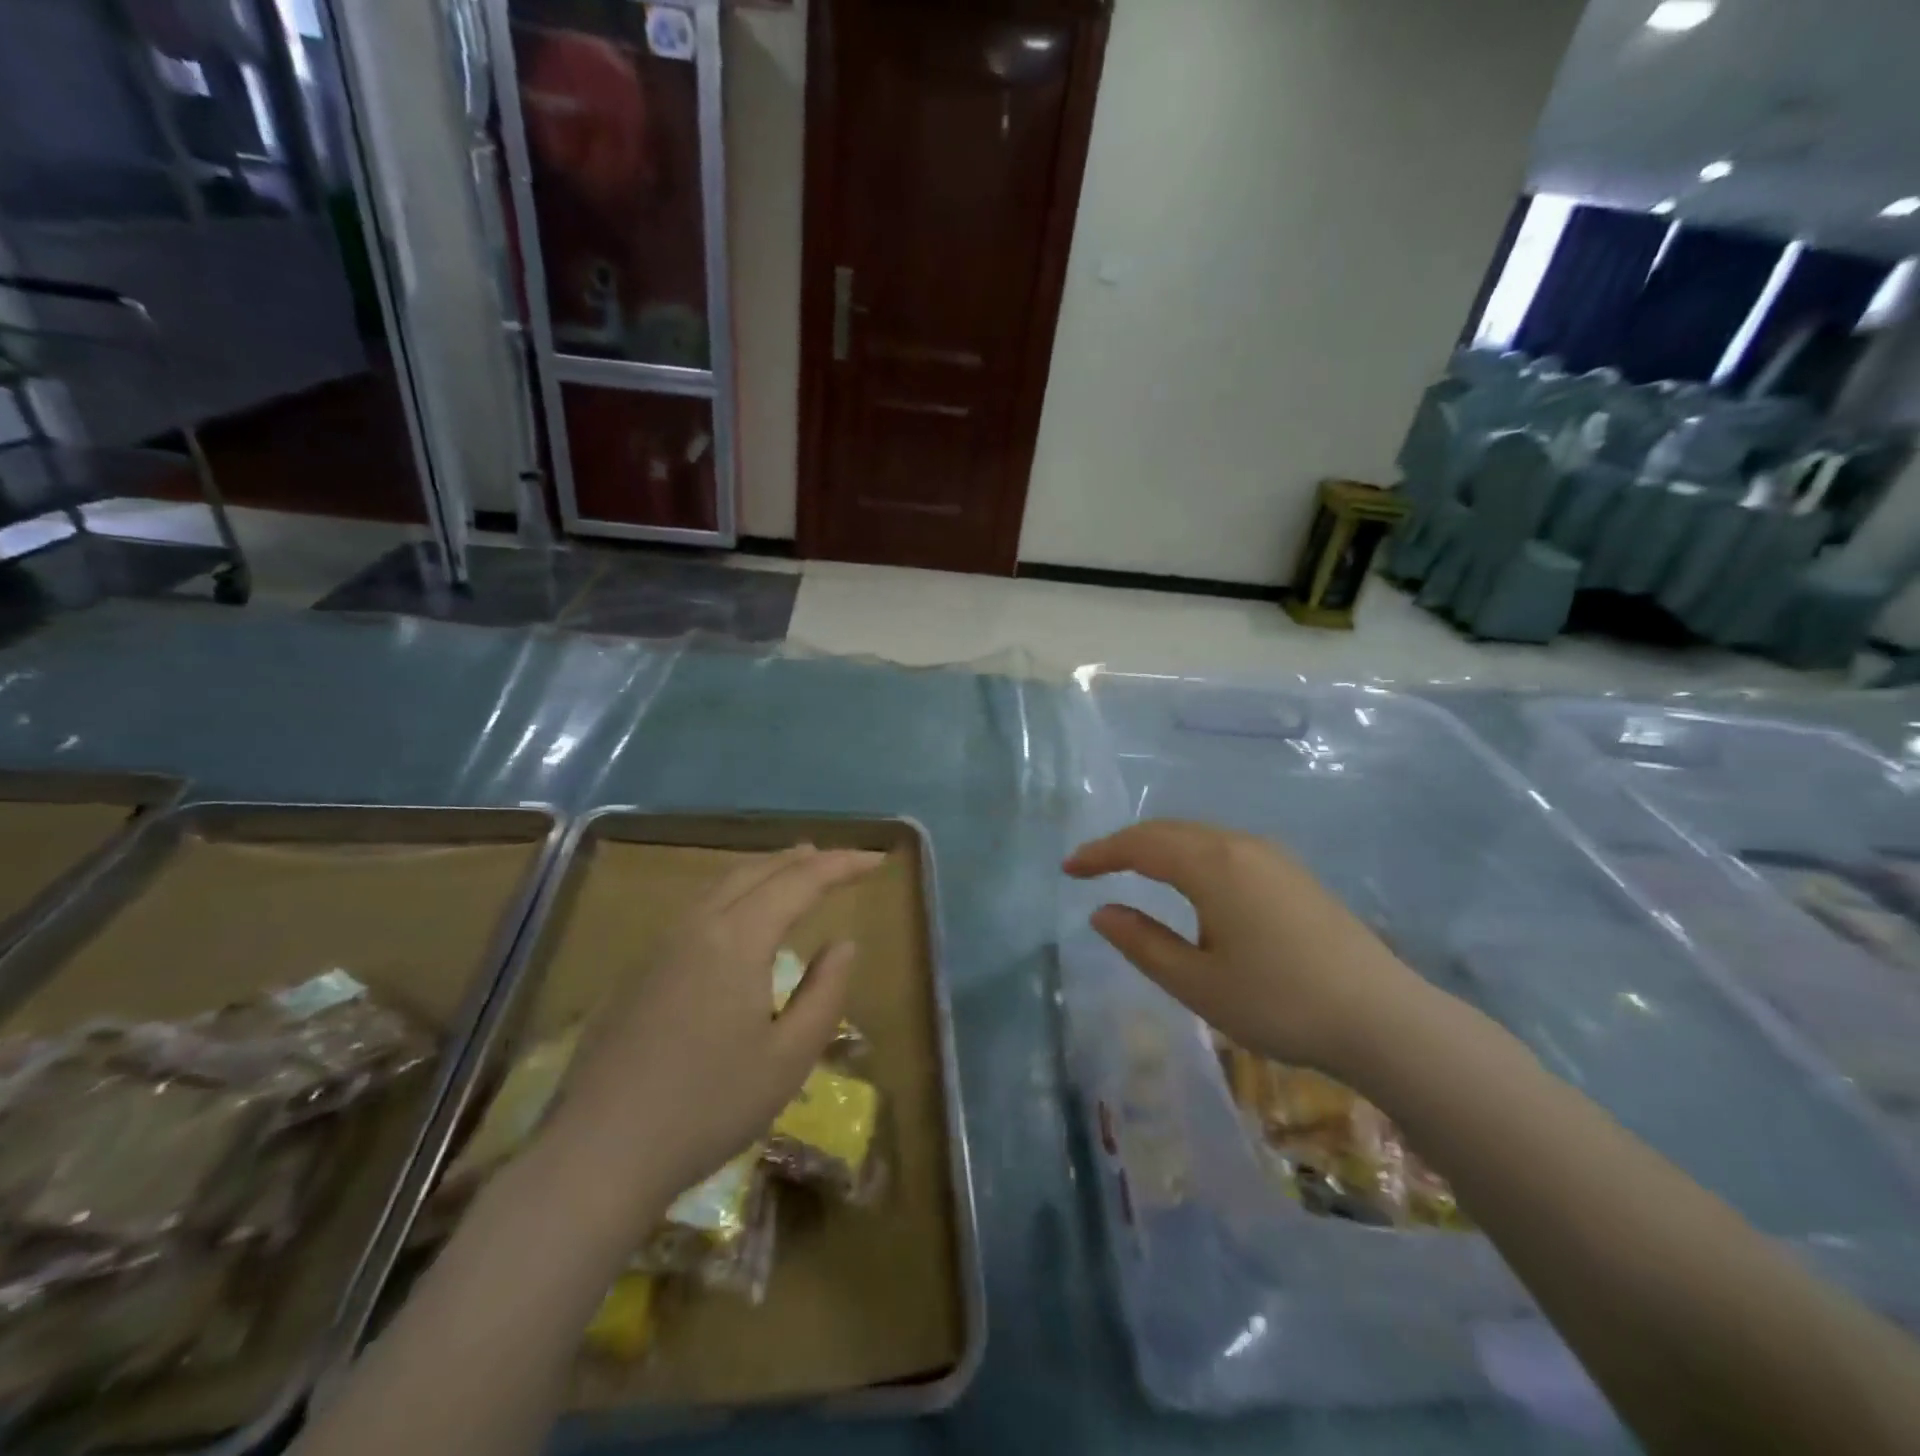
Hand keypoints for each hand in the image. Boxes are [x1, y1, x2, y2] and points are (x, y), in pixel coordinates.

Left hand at [545, 844, 883, 1208]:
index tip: (877, 860)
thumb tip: (844, 943)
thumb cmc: (709, 1106)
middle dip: (803, 859)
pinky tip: (739, 913)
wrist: (600, 1153)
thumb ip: (825, 992)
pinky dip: (734, 891)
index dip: (842, 865)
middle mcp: (698, 925)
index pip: (800, 882)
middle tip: (839, 860)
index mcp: (738, 938)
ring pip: (721, 884)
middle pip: (757, 871)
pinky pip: (698, 906)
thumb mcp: (789, 1058)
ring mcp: (661, 944)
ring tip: (794, 869)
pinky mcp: (639, 969)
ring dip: (765, 870)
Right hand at [1064, 820, 1424, 1076]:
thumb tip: (1102, 912)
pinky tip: (1189, 882)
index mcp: (1213, 866)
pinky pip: (1225, 847)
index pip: (1141, 846)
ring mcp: (1272, 856)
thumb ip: (1142, 943)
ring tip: (1131, 870)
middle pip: (1169, 831)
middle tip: (1091, 867)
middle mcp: (1240, 846)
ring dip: (1158, 847)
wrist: (1383, 1018)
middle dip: (1125, 844)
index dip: (1100, 854)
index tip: (1068, 869)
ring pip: (1199, 836)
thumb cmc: (1280, 1002)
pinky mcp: (1292, 873)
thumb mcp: (1197, 983)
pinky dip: (1189, 854)